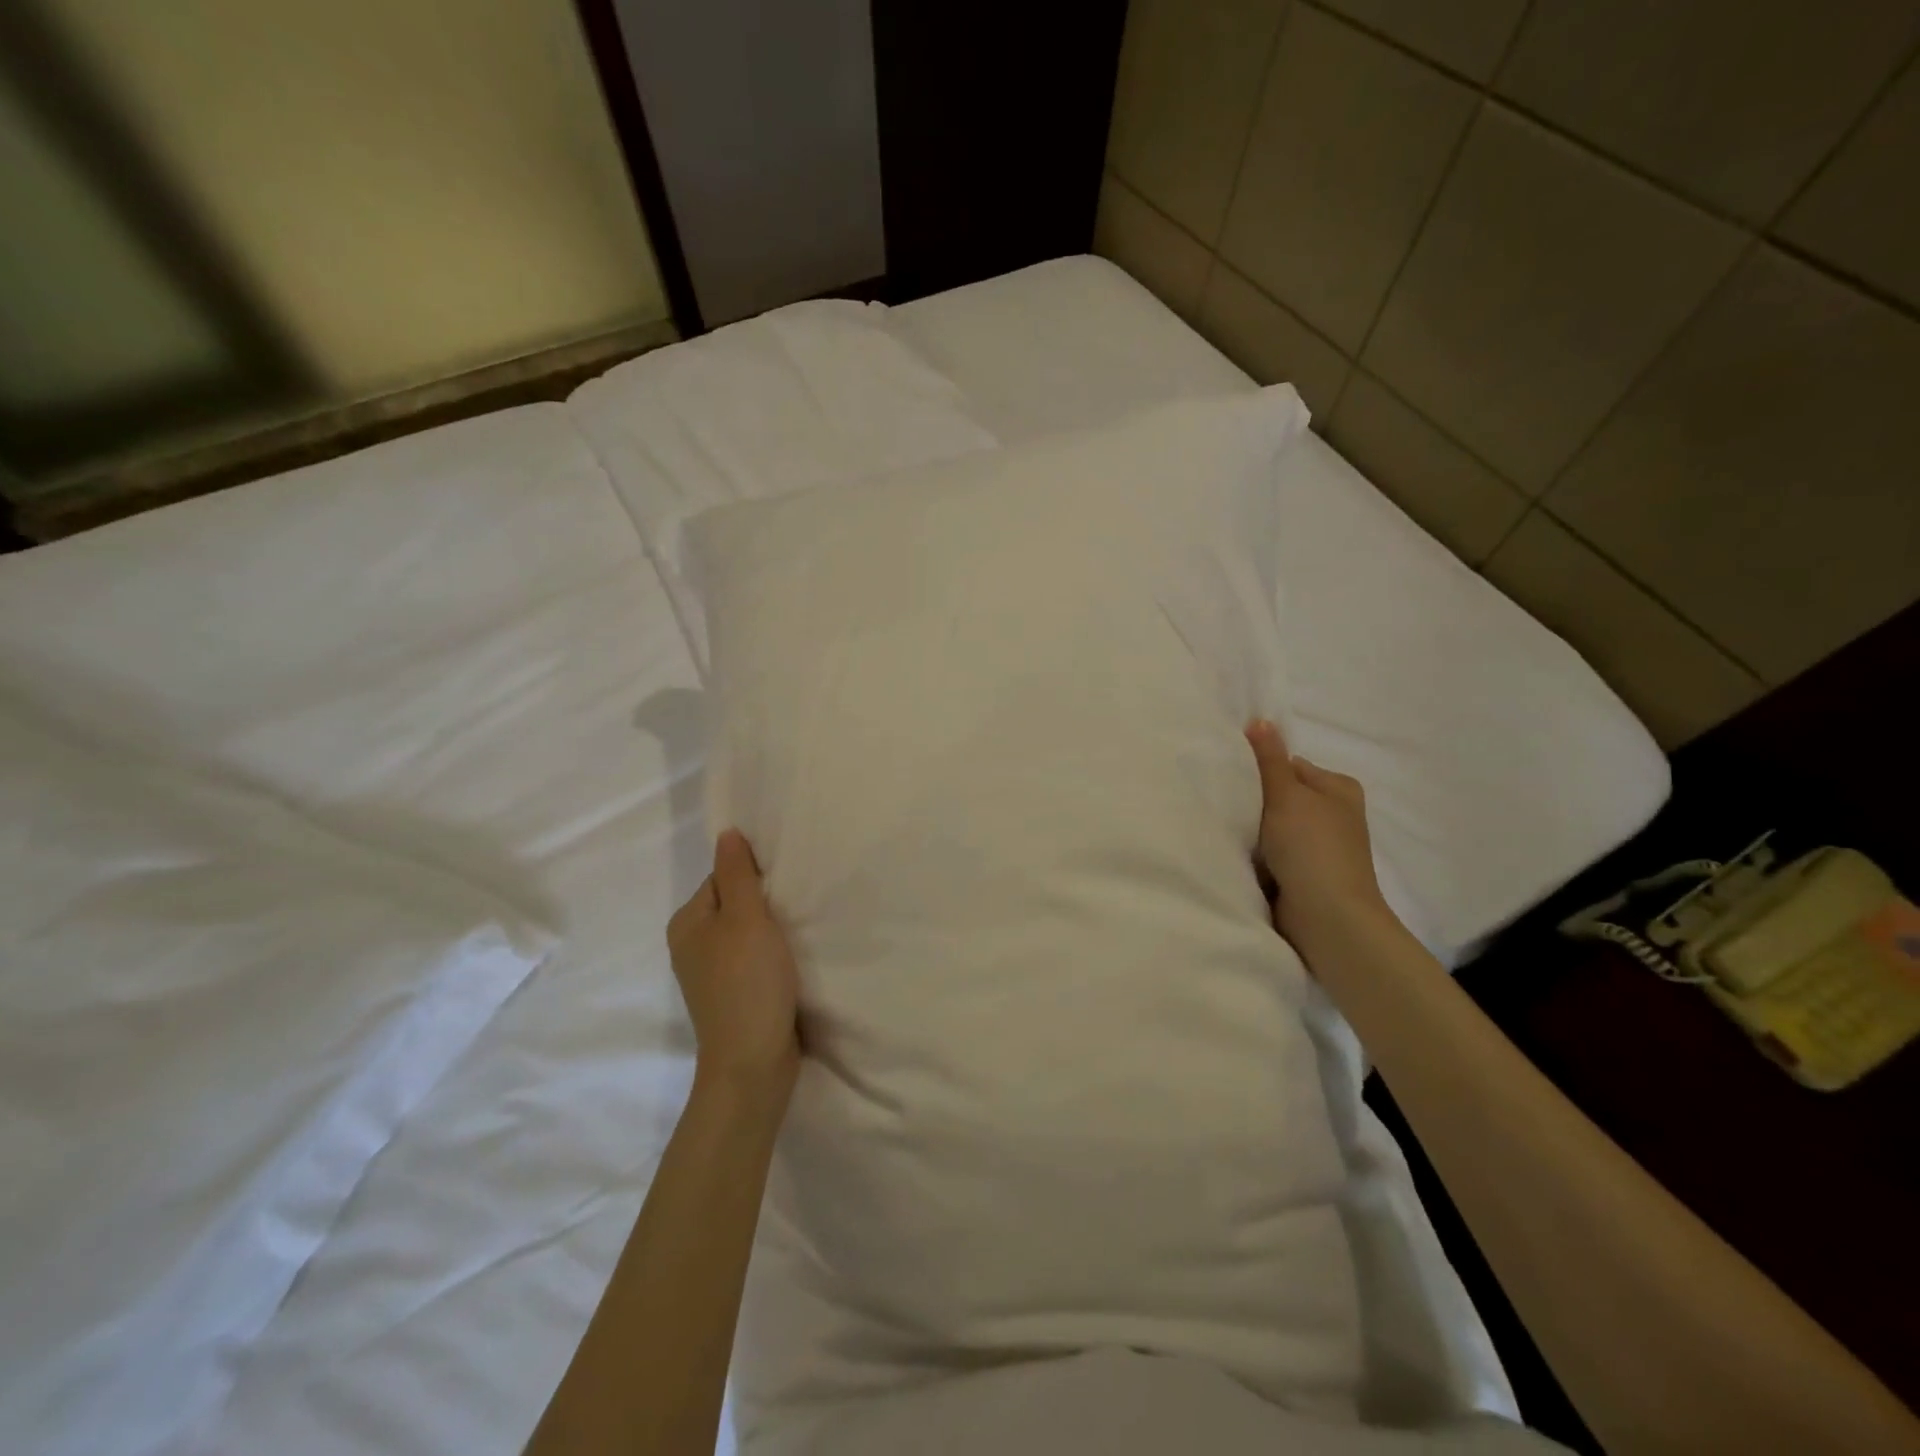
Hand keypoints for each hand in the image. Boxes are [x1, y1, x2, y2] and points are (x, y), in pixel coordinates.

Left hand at [666, 829, 800, 1103]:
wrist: (752, 1063)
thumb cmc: (748, 982)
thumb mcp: (746, 918)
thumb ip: (737, 874)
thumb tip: (726, 833)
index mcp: (687, 922)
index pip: (723, 877)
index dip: (756, 876)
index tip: (787, 884)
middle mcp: (692, 945)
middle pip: (735, 904)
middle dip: (766, 903)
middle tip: (800, 905)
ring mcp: (712, 974)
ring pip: (747, 933)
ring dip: (773, 930)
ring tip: (801, 931)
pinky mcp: (733, 995)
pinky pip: (753, 960)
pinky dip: (773, 956)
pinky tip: (793, 960)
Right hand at [1246, 719, 1391, 958]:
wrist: (1328, 918)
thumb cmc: (1311, 847)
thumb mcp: (1286, 795)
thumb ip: (1270, 759)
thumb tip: (1260, 719)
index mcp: (1339, 788)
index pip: (1291, 766)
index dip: (1262, 771)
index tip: (1233, 778)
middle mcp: (1334, 815)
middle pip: (1282, 797)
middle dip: (1256, 803)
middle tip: (1225, 804)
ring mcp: (1321, 848)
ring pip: (1275, 828)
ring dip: (1255, 833)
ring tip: (1228, 831)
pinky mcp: (1307, 875)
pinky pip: (1274, 855)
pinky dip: (1259, 857)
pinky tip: (1240, 857)